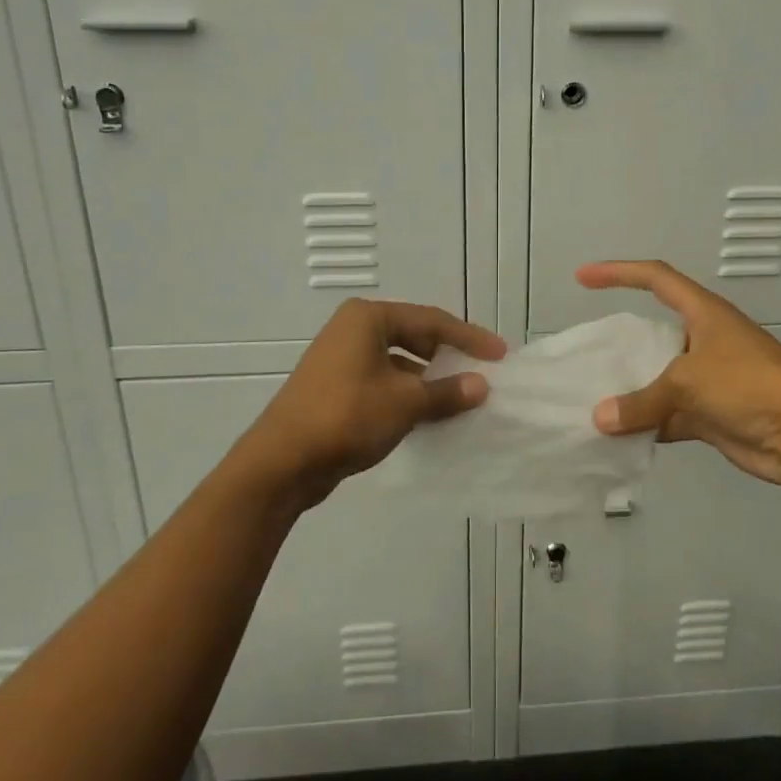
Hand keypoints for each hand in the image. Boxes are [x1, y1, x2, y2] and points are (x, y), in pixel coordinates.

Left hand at [237, 298, 505, 508]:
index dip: (469, 338)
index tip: (500, 354)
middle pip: (414, 337)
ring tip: (460, 398)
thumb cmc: (346, 417)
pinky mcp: (335, 388)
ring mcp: (340, 359)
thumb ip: (447, 392)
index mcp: (368, 318)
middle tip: (480, 373)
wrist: (281, 463)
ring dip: (429, 380)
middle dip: (448, 356)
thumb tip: (481, 386)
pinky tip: (428, 415)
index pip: (431, 321)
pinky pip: (383, 382)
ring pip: (399, 363)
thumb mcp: (405, 403)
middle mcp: (352, 330)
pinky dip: (407, 395)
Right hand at [581, 260, 780, 488]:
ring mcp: (710, 379)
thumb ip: (641, 401)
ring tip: (595, 399)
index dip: (618, 273)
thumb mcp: (687, 382)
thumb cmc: (749, 385)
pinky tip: (620, 436)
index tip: (583, 277)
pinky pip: (670, 415)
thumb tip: (600, 419)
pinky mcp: (713, 415)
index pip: (655, 279)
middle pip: (655, 333)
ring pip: (660, 379)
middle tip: (588, 356)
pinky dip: (648, 425)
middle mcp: (705, 340)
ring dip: (634, 392)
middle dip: (623, 344)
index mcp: (704, 313)